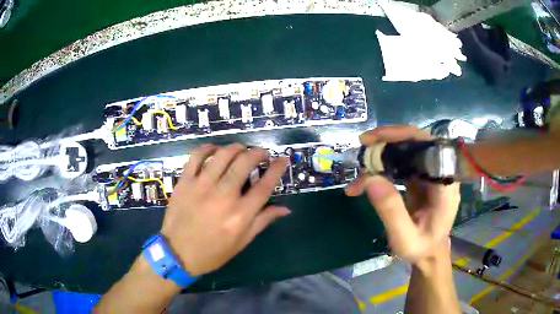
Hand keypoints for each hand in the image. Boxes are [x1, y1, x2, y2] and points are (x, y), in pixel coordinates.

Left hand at [161, 143, 290, 276]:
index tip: (282, 160)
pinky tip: (214, 149)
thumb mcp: (242, 242)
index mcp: (240, 215)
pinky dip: (207, 148)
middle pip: (244, 163)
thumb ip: (263, 221)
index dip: (277, 169)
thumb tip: (286, 209)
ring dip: (236, 148)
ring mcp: (201, 187)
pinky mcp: (185, 182)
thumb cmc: (213, 252)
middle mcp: (223, 197)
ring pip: (222, 155)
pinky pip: (196, 157)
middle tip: (261, 153)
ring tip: (241, 149)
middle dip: (257, 153)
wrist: (178, 253)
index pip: (265, 186)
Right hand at [345, 126, 459, 265]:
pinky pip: (401, 164)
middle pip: (414, 144)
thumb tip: (370, 179)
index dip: (401, 136)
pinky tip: (368, 178)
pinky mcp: (421, 178)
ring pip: (406, 152)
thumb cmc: (421, 248)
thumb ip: (391, 211)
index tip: (373, 140)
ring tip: (360, 170)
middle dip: (385, 144)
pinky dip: (383, 168)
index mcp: (445, 184)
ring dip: (381, 156)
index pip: (427, 146)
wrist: (430, 253)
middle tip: (360, 151)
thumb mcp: (405, 238)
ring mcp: (431, 174)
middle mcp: (441, 172)